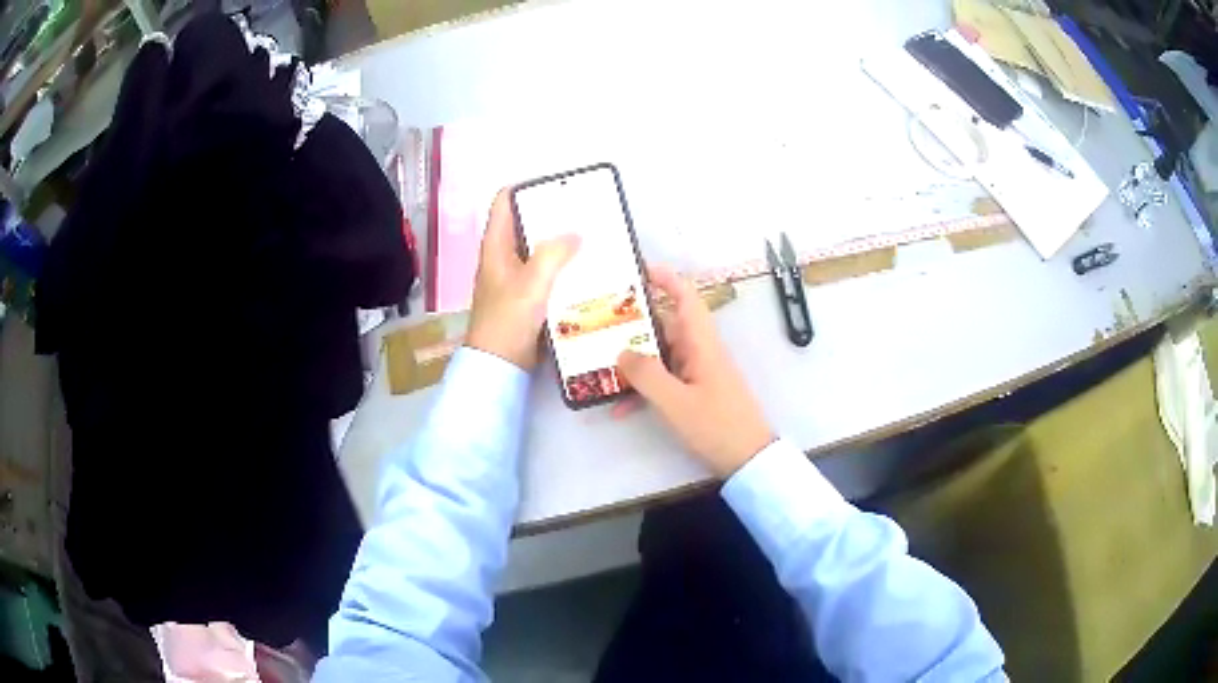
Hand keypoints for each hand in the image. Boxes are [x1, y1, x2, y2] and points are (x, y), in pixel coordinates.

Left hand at [467, 189, 579, 370]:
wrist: (500, 364)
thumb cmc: (509, 320)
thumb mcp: (532, 283)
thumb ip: (553, 254)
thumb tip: (575, 234)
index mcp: (496, 246)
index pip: (502, 202)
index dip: (524, 188)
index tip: (554, 186)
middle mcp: (503, 256)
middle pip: (524, 223)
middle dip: (550, 214)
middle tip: (582, 210)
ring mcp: (514, 276)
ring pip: (537, 248)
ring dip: (559, 241)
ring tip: (589, 234)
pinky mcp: (526, 295)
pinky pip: (546, 271)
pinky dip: (562, 265)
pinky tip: (585, 267)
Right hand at [617, 266, 773, 476]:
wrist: (748, 459)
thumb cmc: (717, 426)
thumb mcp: (676, 402)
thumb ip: (646, 375)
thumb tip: (621, 351)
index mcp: (701, 344)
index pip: (686, 297)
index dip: (665, 278)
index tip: (636, 268)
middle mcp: (699, 351)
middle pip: (665, 325)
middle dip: (633, 322)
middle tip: (598, 320)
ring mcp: (697, 372)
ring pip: (660, 354)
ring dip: (633, 360)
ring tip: (598, 361)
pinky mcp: (694, 392)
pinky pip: (663, 380)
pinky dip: (643, 389)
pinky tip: (618, 407)